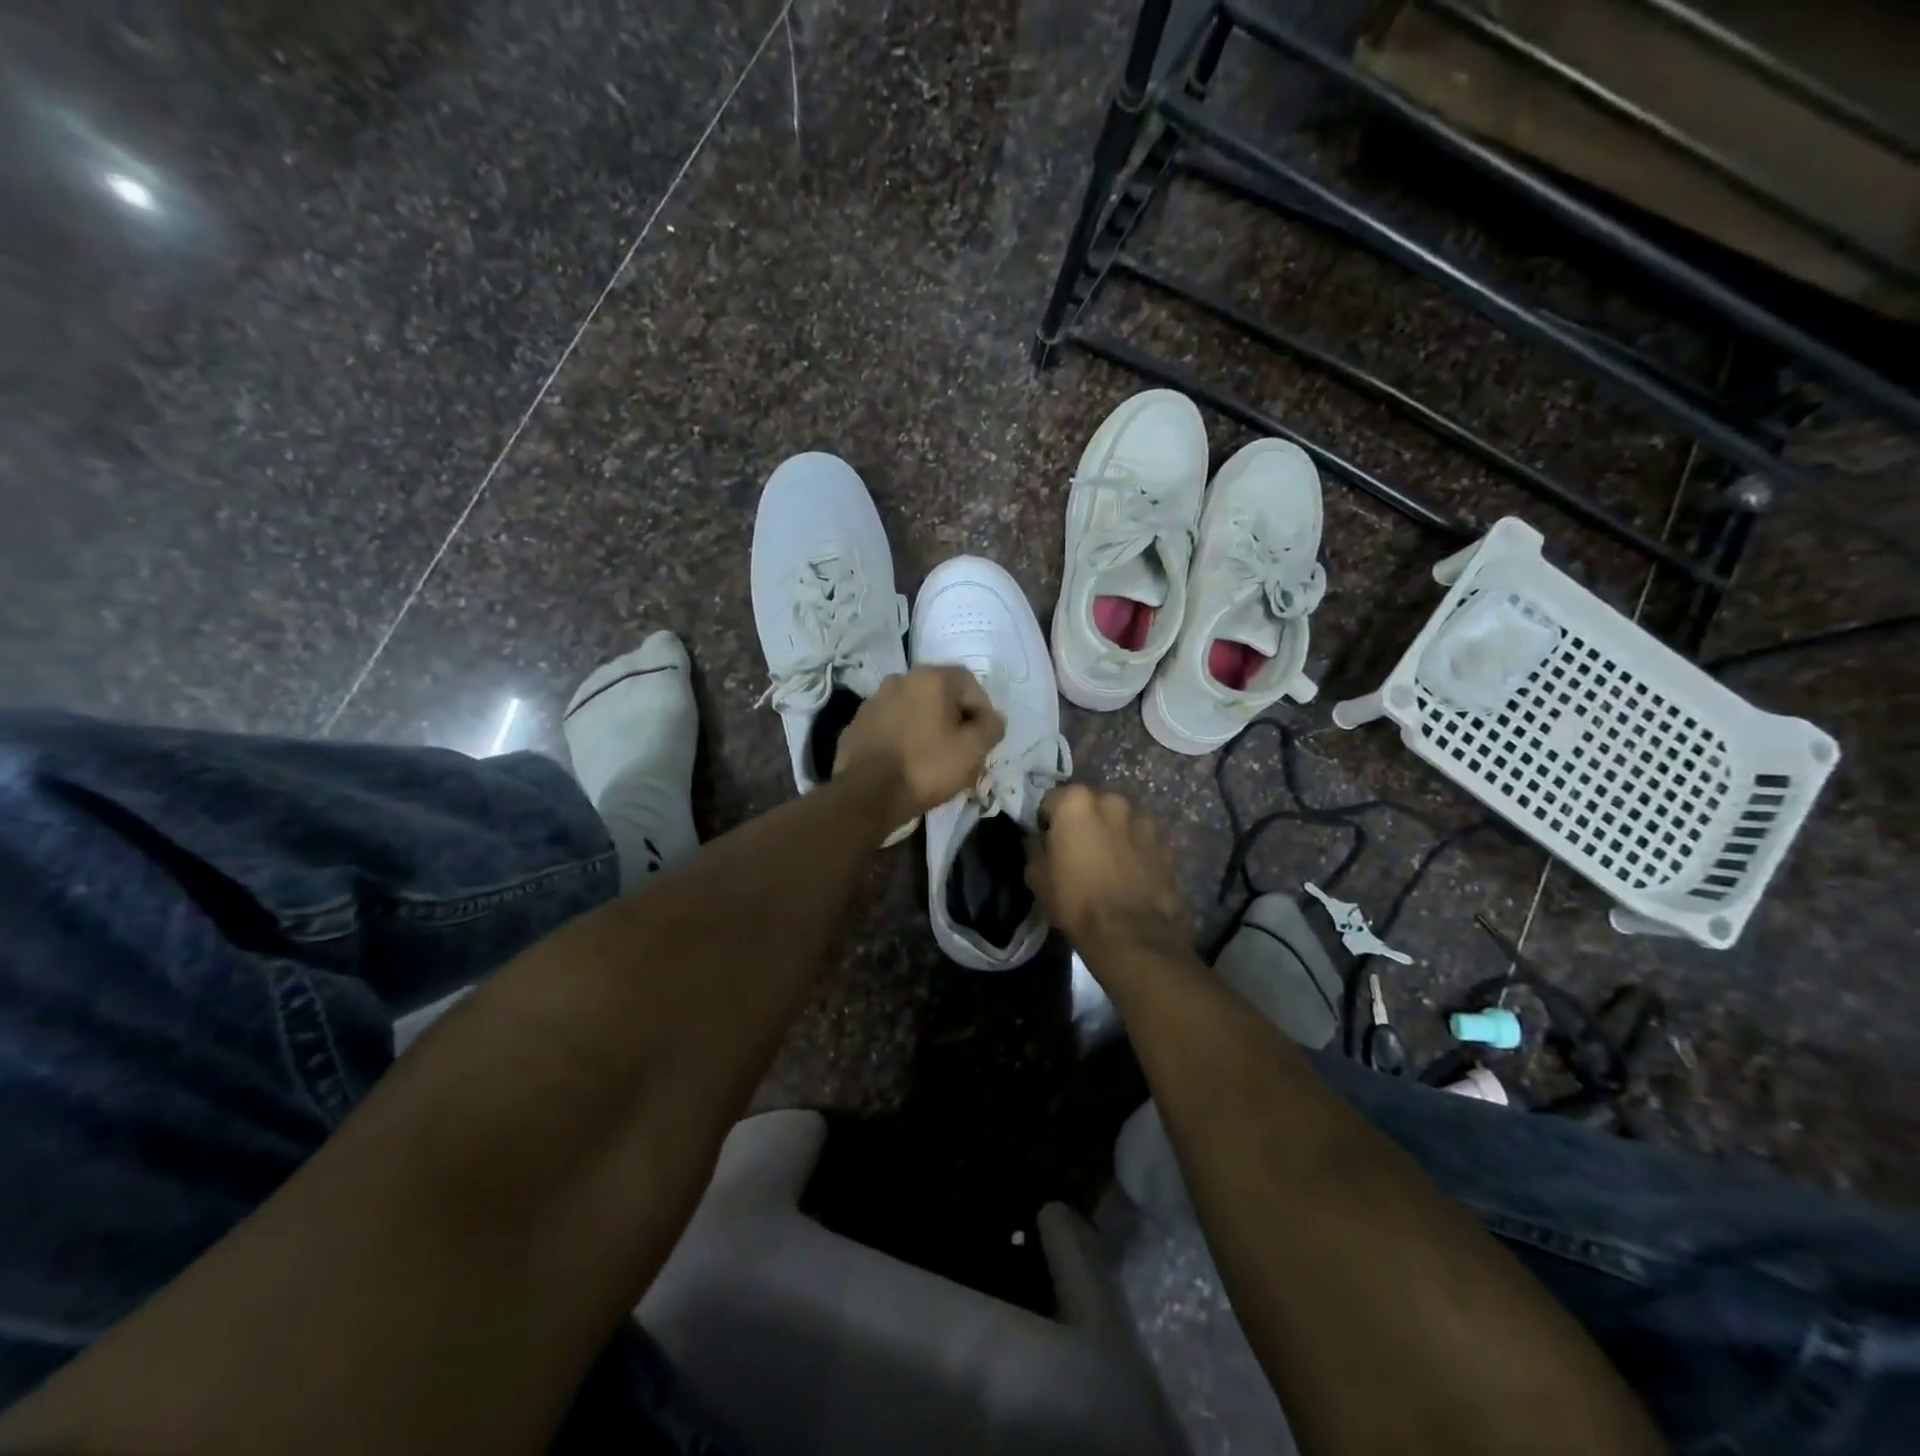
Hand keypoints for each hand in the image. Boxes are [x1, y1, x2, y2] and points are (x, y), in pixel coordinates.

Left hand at [836, 667, 1004, 830]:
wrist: (866, 794)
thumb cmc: (926, 767)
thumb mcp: (973, 750)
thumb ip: (991, 727)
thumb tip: (993, 719)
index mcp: (930, 678)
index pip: (970, 684)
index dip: (982, 711)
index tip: (983, 740)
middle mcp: (900, 680)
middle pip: (940, 695)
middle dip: (955, 720)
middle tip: (962, 751)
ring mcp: (874, 701)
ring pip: (914, 710)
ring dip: (928, 728)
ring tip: (934, 760)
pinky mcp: (857, 724)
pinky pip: (891, 726)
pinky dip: (903, 738)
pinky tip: (906, 763)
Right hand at [1025, 785, 1186, 957]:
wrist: (1130, 932)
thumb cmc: (1075, 900)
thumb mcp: (1037, 876)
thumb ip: (1036, 847)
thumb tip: (1039, 838)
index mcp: (1076, 802)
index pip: (1052, 800)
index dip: (1048, 821)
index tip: (1048, 841)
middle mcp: (1111, 800)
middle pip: (1090, 806)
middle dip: (1084, 822)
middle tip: (1078, 852)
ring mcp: (1143, 820)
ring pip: (1119, 820)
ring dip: (1111, 833)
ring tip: (1108, 864)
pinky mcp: (1165, 843)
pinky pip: (1141, 839)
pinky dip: (1134, 849)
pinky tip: (1129, 874)